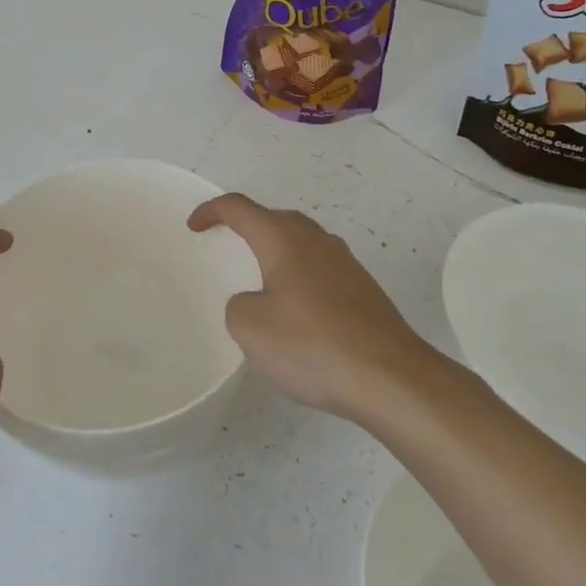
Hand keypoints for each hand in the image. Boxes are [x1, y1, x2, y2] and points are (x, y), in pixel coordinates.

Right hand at [188, 193, 434, 424]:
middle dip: (249, 225)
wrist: (390, 376)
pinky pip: (322, 268)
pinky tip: (299, 309)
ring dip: (279, 249)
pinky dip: (302, 275)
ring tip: (263, 277)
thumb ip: (239, 306)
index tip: (194, 226)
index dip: (212, 211)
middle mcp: (316, 240)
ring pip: (304, 242)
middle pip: (277, 218)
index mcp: (283, 240)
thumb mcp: (251, 329)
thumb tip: (256, 301)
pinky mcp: (365, 289)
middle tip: (229, 245)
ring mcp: (346, 263)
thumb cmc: (312, 345)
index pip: (240, 208)